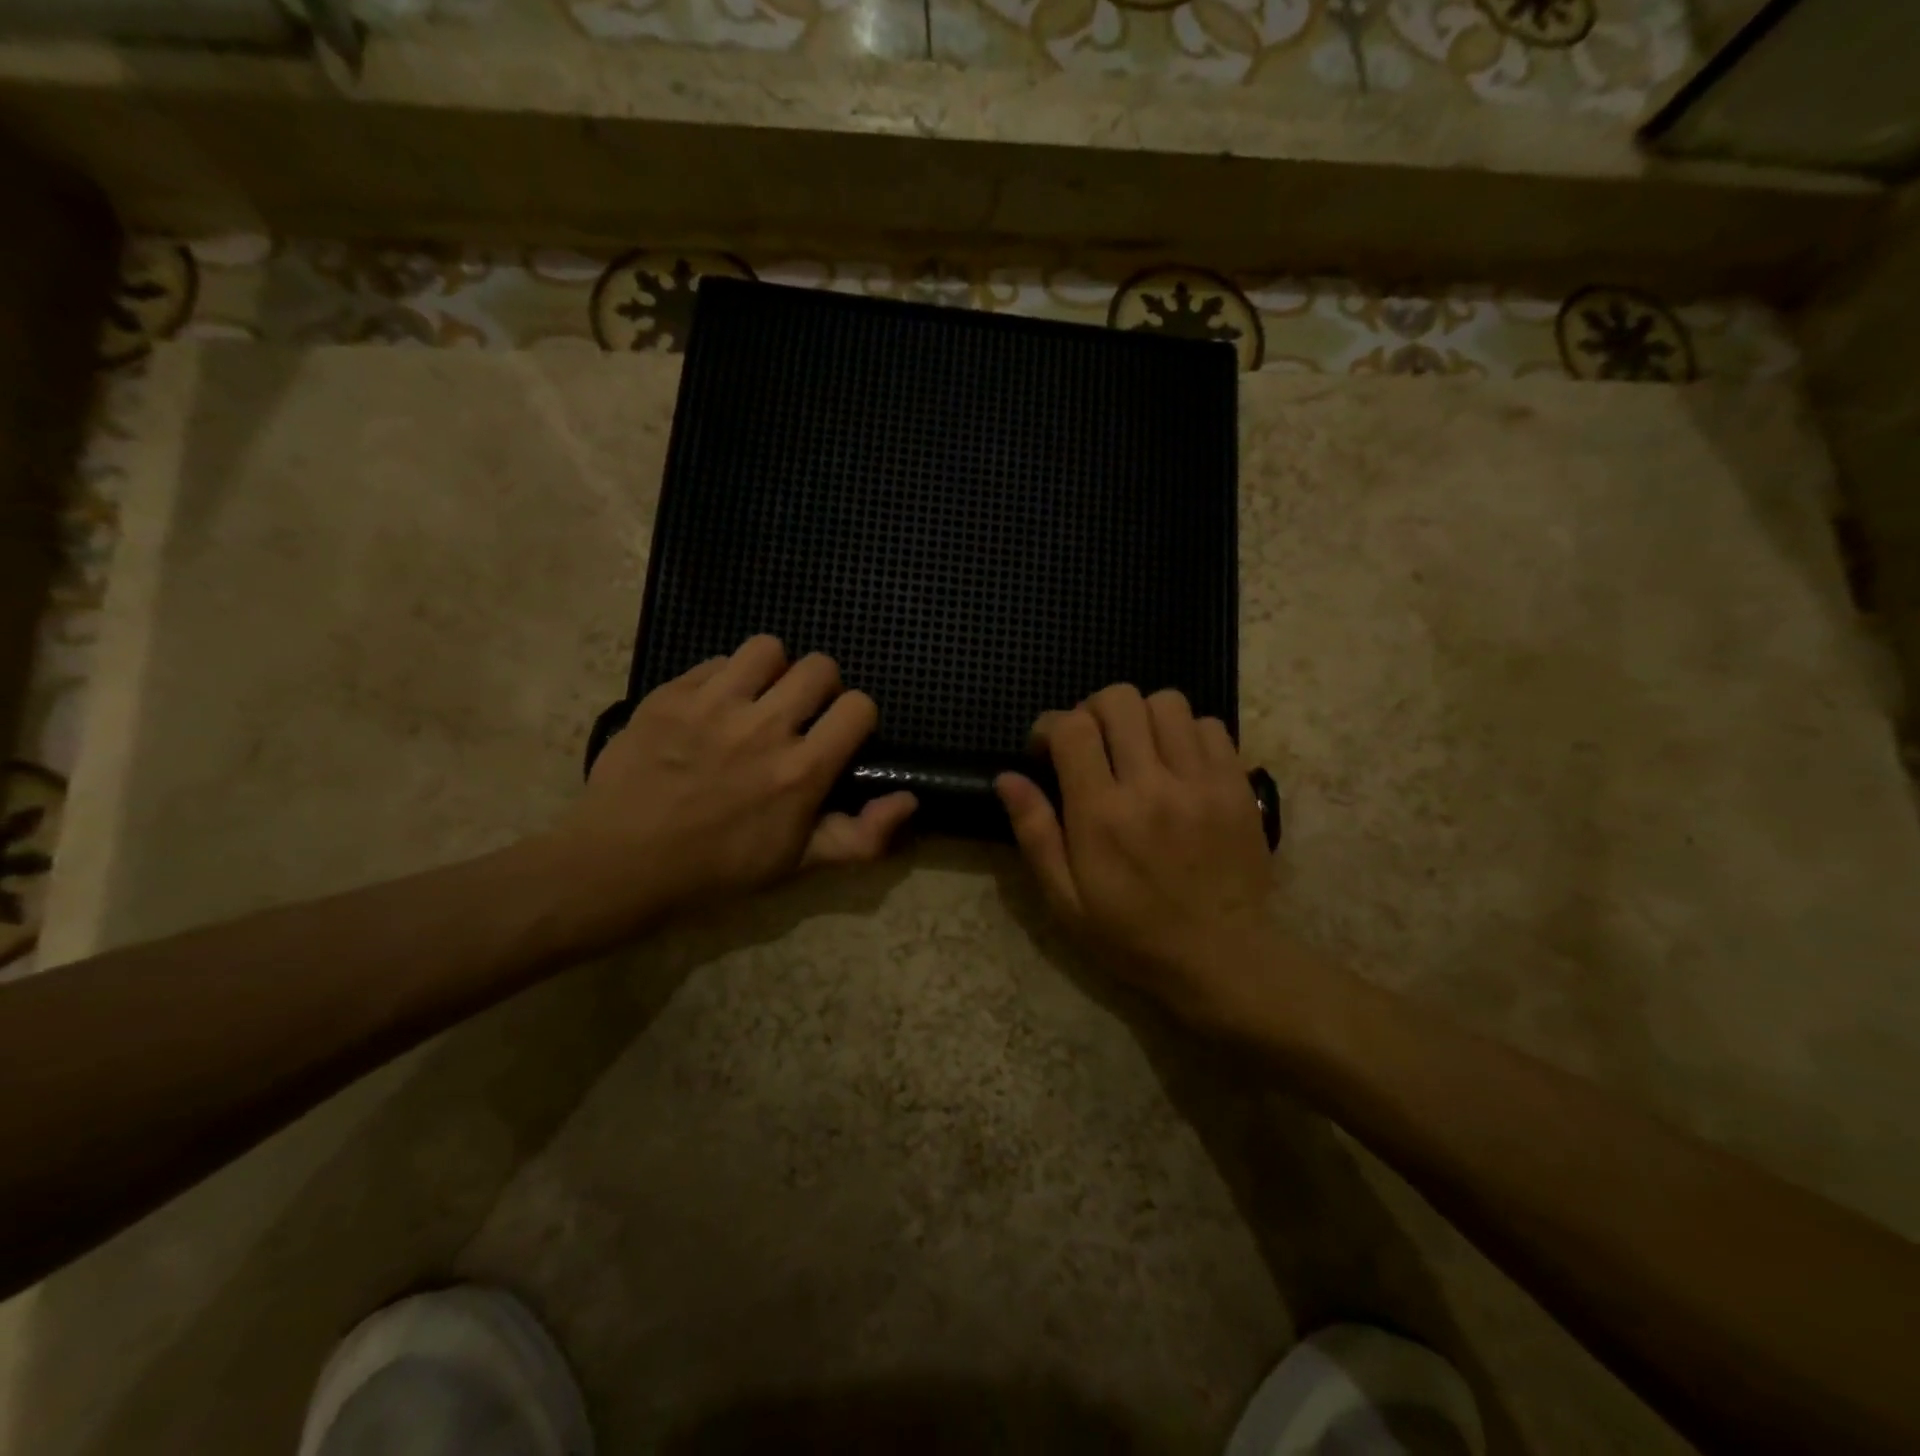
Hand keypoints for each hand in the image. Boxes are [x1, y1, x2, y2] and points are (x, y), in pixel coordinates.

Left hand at [548, 636, 914, 934]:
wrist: (621, 863)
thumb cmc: (717, 869)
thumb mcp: (797, 865)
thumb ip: (862, 836)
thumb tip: (910, 799)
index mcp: (802, 771)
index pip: (859, 706)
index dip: (856, 717)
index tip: (838, 734)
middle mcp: (765, 727)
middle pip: (820, 666)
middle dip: (820, 686)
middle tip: (798, 714)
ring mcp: (715, 705)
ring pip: (768, 649)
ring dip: (772, 670)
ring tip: (757, 698)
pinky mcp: (672, 694)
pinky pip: (716, 661)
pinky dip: (723, 678)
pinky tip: (711, 707)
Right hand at [994, 684, 1274, 1027]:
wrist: (1223, 957)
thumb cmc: (1132, 934)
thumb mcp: (1065, 899)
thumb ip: (1035, 833)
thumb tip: (1006, 778)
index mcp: (1102, 815)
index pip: (1073, 728)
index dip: (1050, 725)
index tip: (1045, 749)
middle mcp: (1151, 786)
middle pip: (1119, 700)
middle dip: (1093, 711)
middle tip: (1090, 743)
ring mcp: (1200, 781)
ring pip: (1166, 702)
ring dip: (1141, 715)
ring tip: (1136, 747)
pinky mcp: (1236, 784)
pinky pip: (1209, 725)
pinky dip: (1185, 731)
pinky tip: (1176, 761)